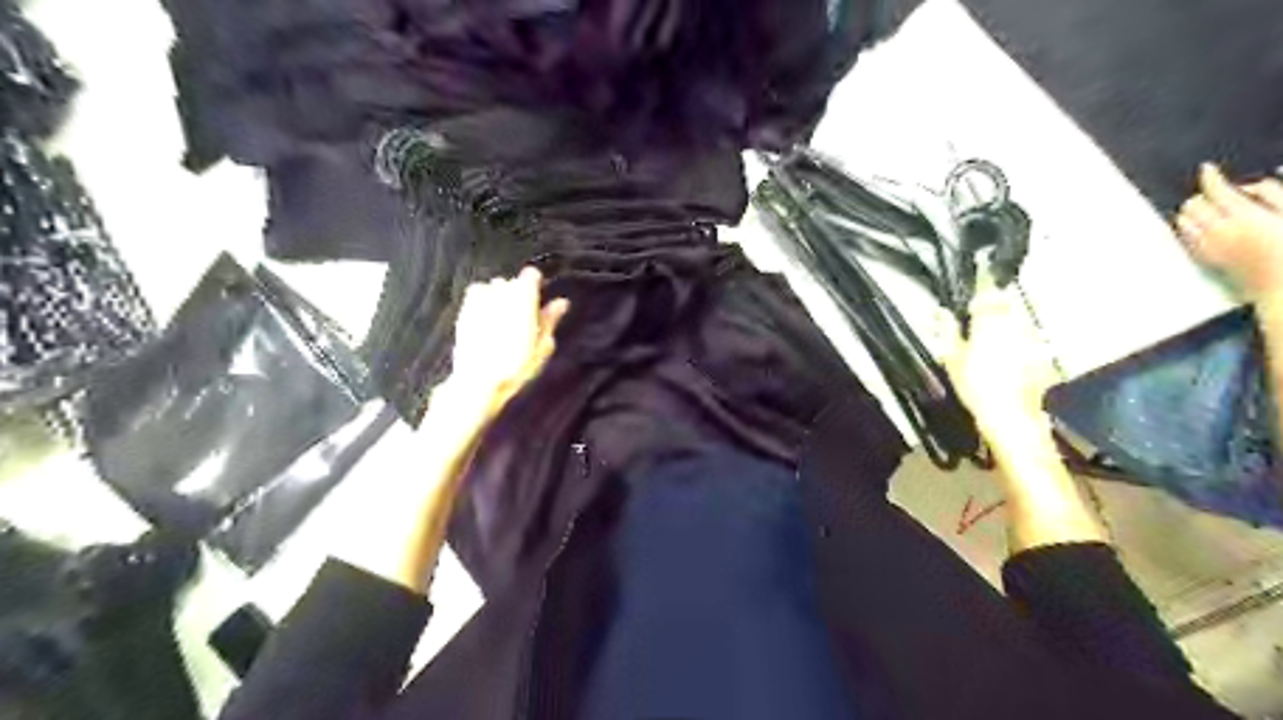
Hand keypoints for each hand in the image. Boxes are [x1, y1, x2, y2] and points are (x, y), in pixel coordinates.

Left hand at [451, 268, 571, 419]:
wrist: (477, 380)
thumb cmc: (516, 366)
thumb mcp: (542, 346)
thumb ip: (550, 320)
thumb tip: (562, 302)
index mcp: (523, 297)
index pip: (531, 275)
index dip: (535, 286)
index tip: (537, 301)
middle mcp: (501, 292)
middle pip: (512, 282)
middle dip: (517, 295)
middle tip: (522, 320)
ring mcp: (480, 299)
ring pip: (493, 287)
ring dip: (499, 297)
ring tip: (503, 321)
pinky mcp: (464, 308)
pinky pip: (477, 294)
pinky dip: (483, 301)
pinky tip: (486, 319)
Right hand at [939, 266, 1058, 439]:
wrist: (1012, 417)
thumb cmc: (977, 387)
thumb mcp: (952, 359)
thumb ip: (947, 331)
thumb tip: (939, 312)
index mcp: (991, 321)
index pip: (988, 290)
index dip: (982, 279)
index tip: (978, 270)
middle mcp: (1016, 323)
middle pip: (1006, 302)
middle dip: (995, 301)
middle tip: (981, 306)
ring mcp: (1033, 338)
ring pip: (1019, 318)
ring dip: (1007, 319)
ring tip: (992, 331)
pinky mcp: (1044, 354)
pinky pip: (1028, 337)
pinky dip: (1019, 338)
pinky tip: (1008, 353)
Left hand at [1176, 162, 1282, 301]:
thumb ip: (1273, 195)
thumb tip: (1252, 185)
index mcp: (1244, 217)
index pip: (1216, 190)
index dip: (1210, 176)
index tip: (1208, 169)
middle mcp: (1219, 231)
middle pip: (1193, 205)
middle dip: (1201, 196)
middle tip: (1214, 192)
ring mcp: (1208, 247)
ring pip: (1184, 222)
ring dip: (1192, 212)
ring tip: (1205, 208)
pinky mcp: (1205, 260)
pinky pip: (1185, 239)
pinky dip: (1187, 228)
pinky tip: (1197, 227)